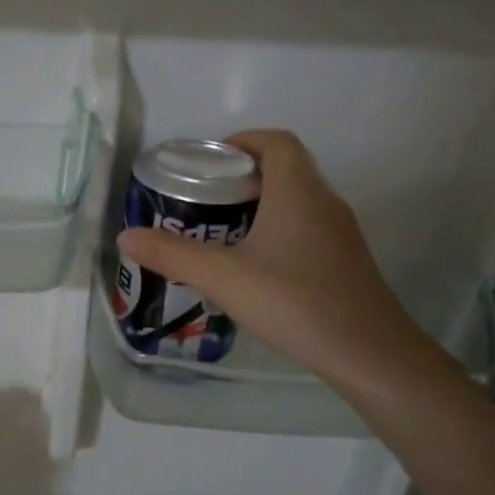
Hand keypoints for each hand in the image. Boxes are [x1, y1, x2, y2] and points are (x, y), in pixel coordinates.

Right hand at [117, 130, 443, 394]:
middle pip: (284, 168)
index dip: (241, 142)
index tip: (208, 165)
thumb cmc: (293, 301)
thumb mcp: (222, 277)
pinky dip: (276, 232)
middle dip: (241, 178)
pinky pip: (306, 228)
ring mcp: (340, 232)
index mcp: (297, 191)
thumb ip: (171, 255)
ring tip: (220, 235)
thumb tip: (126, 236)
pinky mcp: (344, 261)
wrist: (367, 353)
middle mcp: (324, 201)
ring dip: (259, 207)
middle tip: (203, 203)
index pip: (275, 142)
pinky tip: (254, 268)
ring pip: (296, 201)